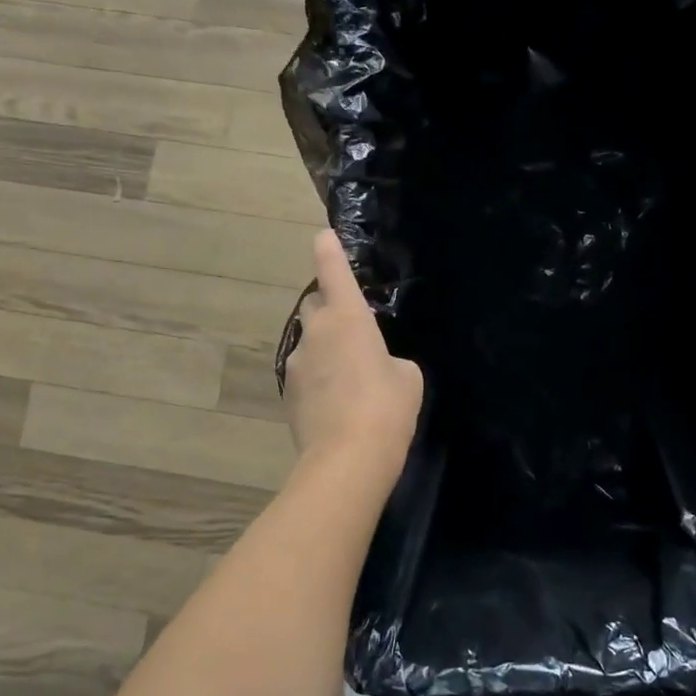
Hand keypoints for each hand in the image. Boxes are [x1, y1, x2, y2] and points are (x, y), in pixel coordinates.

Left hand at [284, 230, 423, 478]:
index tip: (324, 236)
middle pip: (315, 304)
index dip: (329, 249)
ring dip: (325, 347)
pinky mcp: (288, 394)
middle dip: (329, 307)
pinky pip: (305, 373)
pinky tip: (337, 402)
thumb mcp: (407, 377)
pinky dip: (319, 378)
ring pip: (309, 342)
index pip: (333, 269)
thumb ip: (390, 360)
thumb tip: (376, 367)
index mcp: (347, 318)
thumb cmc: (386, 407)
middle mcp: (315, 333)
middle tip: (352, 327)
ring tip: (349, 376)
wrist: (347, 459)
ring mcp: (296, 364)